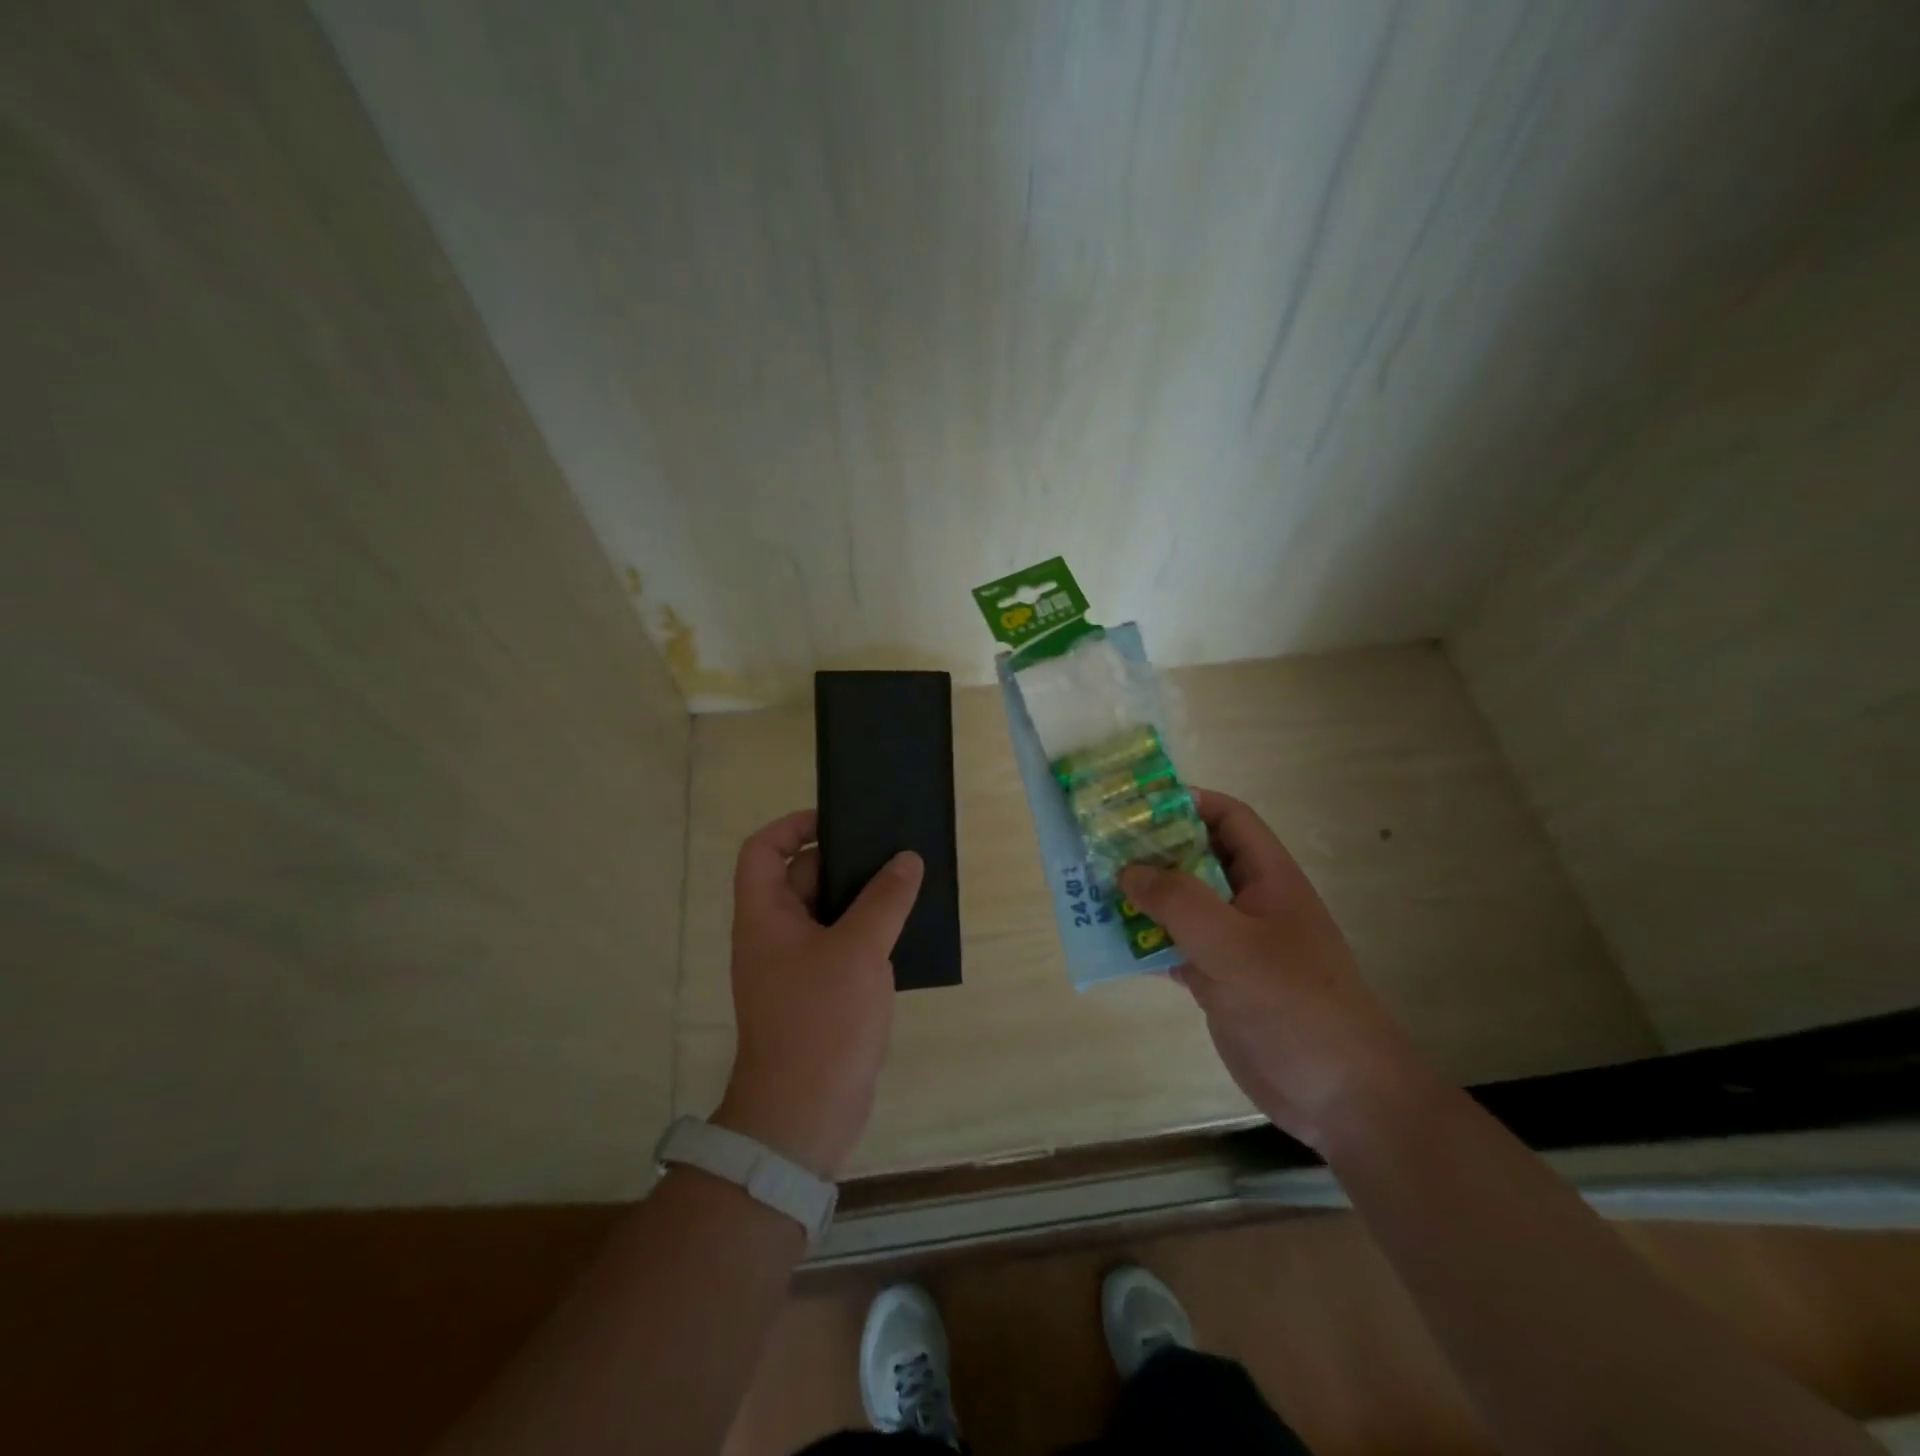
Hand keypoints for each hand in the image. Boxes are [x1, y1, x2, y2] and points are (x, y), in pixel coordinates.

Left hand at [716, 810, 923, 1178]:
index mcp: (765, 916)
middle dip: (843, 861)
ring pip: (826, 914)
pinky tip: (906, 932)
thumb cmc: (822, 1019)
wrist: (806, 1113)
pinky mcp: (818, 994)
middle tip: (890, 852)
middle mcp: (773, 936)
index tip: (838, 821)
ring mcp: (795, 967)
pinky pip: (840, 946)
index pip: (762, 850)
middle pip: (800, 878)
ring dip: (862, 899)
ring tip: (907, 885)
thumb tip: (906, 860)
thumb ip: (884, 899)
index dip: (793, 826)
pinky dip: (867, 933)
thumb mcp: (858, 950)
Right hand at [1118, 789, 1436, 1150]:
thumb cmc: (1293, 1005)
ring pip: (1180, 905)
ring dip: (1141, 897)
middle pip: (1196, 858)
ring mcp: (1233, 944)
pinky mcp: (1219, 980)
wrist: (1338, 1096)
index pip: (1228, 819)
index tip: (1135, 805)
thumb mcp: (1233, 944)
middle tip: (1099, 846)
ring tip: (1091, 889)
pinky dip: (1144, 941)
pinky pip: (1174, 946)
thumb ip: (1178, 901)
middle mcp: (1249, 902)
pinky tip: (1110, 942)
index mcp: (1267, 878)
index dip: (1187, 802)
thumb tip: (1128, 870)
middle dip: (1151, 850)